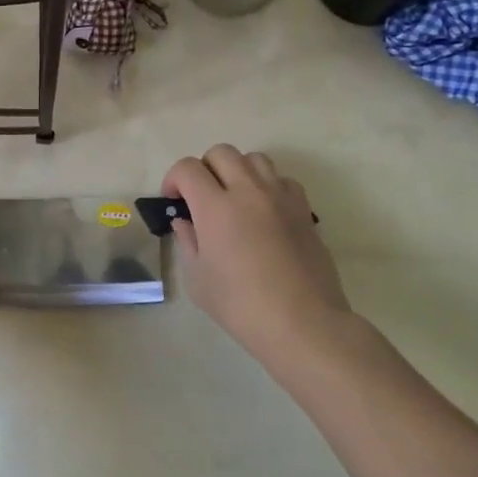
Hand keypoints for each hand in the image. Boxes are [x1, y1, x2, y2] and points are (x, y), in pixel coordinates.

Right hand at [163, 145, 350, 366]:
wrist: (303, 323)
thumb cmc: (242, 306)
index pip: (188, 168)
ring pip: (254, 159)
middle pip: (221, 152)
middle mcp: (248, 191)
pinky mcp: (303, 209)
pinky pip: (282, 179)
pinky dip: (268, 186)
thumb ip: (188, 242)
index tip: (174, 200)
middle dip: (205, 168)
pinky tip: (265, 212)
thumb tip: (185, 221)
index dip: (174, 178)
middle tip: (202, 196)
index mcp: (215, 207)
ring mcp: (279, 197)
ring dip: (238, 171)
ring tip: (235, 198)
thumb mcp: (198, 280)